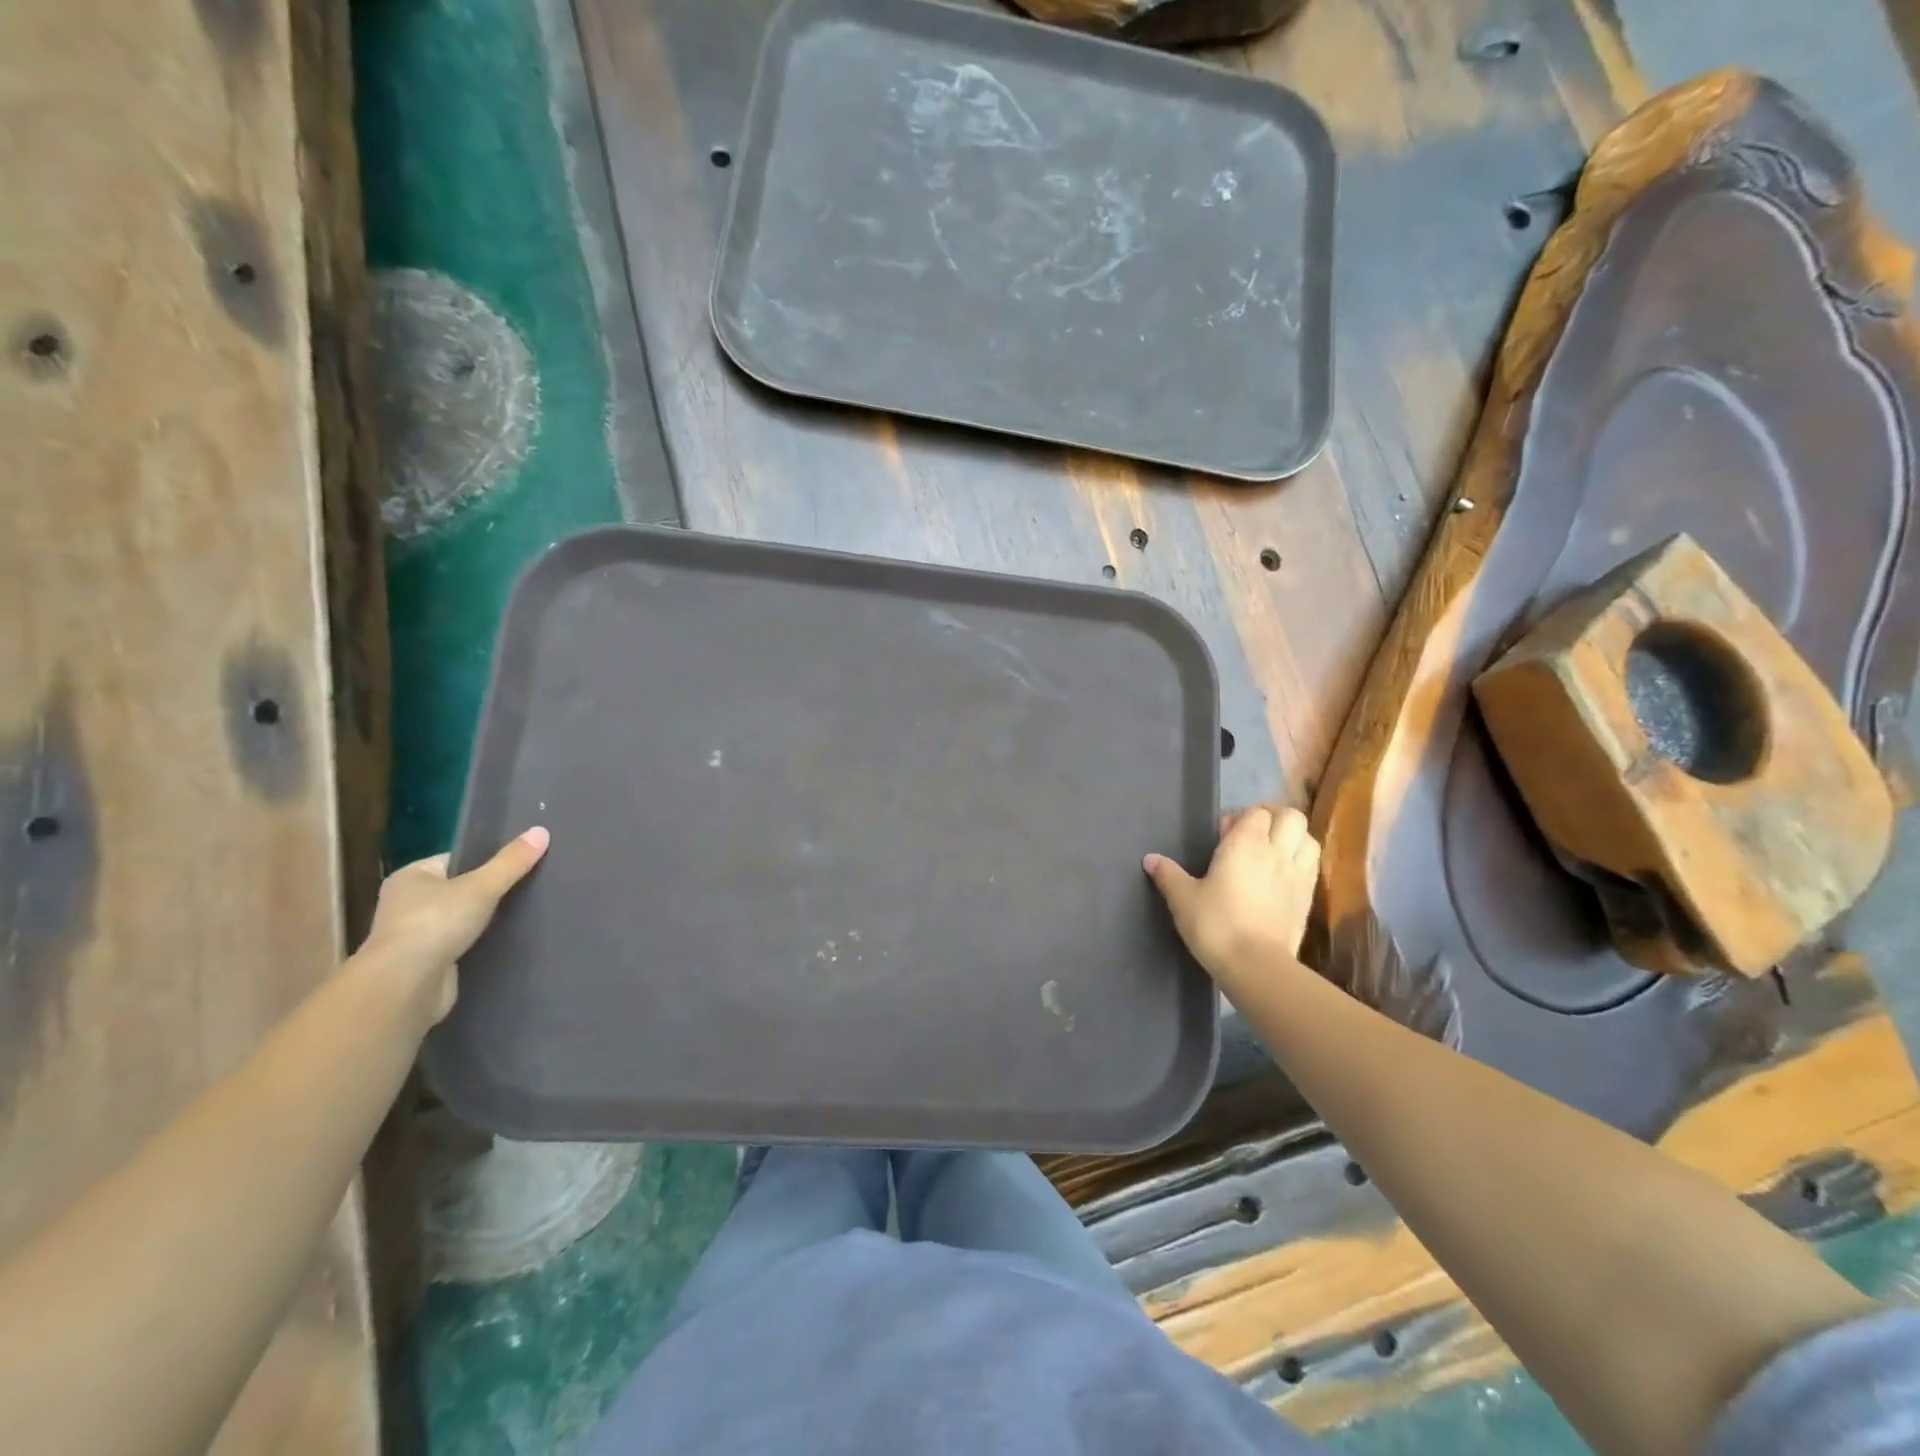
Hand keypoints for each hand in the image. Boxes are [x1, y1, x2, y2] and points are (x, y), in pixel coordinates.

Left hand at [360, 827, 550, 1023]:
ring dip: (486, 920)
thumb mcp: (482, 886)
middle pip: (460, 889)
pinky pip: (462, 945)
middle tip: (530, 886)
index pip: (456, 859)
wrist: (407, 985)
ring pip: (462, 919)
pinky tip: (509, 941)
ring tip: (527, 912)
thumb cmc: (436, 923)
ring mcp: (415, 936)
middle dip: (490, 891)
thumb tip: (542, 831)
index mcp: (411, 877)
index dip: (487, 859)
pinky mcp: (428, 964)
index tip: (521, 863)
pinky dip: (481, 944)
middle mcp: (407, 904)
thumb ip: (511, 862)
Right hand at [1144, 806, 1319, 985]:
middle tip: (1253, 835)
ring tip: (1273, 852)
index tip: (1224, 833)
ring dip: (1293, 838)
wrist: (1255, 965)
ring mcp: (1298, 875)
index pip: (1257, 812)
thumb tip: (1150, 859)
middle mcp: (1276, 852)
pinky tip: (1283, 876)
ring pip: (1308, 839)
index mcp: (1246, 843)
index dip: (1242, 817)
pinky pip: (1312, 866)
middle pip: (1290, 817)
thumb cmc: (1215, 924)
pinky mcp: (1308, 898)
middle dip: (1274, 819)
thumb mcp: (1182, 898)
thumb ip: (1168, 874)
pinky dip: (1301, 862)